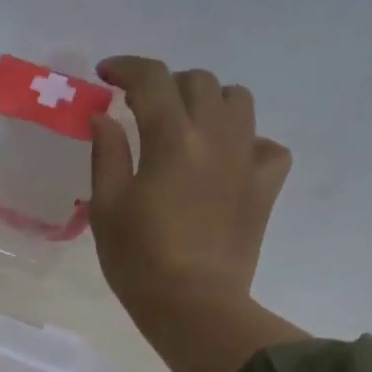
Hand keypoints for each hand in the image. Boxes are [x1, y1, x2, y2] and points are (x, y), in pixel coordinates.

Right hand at [90, 56, 303, 371]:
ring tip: (187, 125)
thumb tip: (105, 116)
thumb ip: (107, 154)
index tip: (107, 74)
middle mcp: (216, 136)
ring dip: (209, 101)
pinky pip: (267, 145)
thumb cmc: (139, 260)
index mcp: (172, 139)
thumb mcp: (107, 207)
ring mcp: (247, 159)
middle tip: (143, 107)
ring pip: (238, 101)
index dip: (127, 68)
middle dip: (167, 85)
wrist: (193, 304)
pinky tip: (226, 161)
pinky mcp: (265, 186)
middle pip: (198, 82)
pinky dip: (246, 142)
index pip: (152, 80)